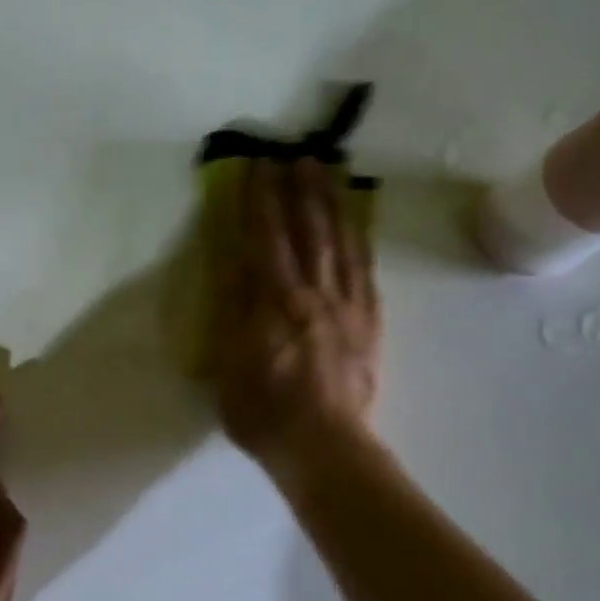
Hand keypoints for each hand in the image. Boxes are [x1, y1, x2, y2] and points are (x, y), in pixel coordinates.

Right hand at [207, 157, 382, 474]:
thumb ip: (233, 312)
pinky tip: (357, 223)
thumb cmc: (264, 413)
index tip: (259, 166)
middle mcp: (313, 294)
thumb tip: (235, 264)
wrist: (325, 446)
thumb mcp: (229, 365)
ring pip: (340, 243)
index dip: (261, 200)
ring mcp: (347, 306)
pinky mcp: (370, 323)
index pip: (266, 238)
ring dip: (333, 204)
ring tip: (329, 172)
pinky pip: (366, 271)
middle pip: (308, 230)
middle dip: (301, 190)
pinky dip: (360, 241)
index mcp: (274, 302)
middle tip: (298, 154)